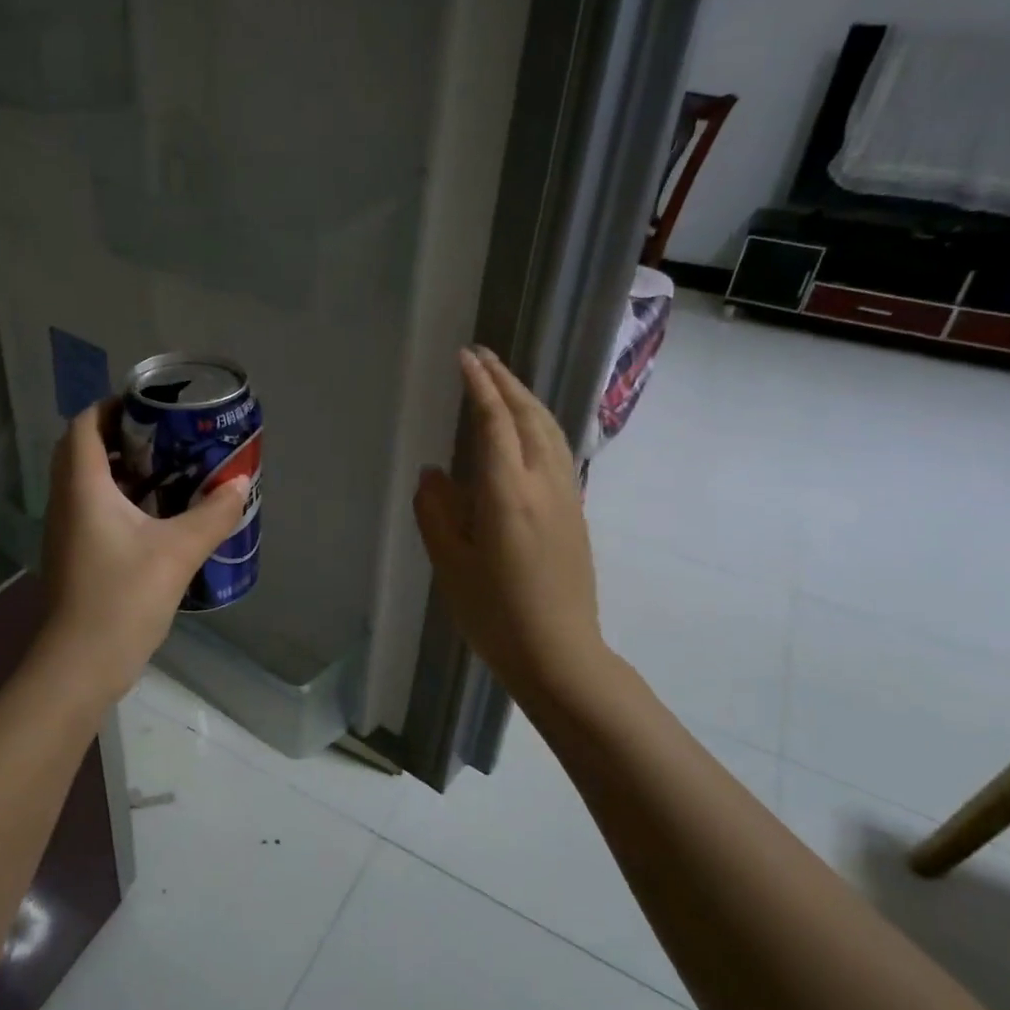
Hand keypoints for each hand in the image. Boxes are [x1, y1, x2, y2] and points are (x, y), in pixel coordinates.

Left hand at [39, 399, 251, 696]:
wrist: (81, 664)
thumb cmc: (123, 598)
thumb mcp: (178, 552)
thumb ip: (212, 515)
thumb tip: (240, 485)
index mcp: (83, 488)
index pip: (84, 426)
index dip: (110, 407)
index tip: (148, 405)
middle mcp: (66, 502)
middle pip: (83, 450)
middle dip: (120, 436)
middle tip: (164, 437)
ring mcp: (66, 531)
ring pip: (87, 482)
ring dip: (120, 469)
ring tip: (167, 471)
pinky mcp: (74, 556)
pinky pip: (92, 510)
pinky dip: (119, 499)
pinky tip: (156, 517)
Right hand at [414, 347, 612, 713]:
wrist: (560, 654)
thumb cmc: (495, 613)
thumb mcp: (450, 564)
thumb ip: (437, 512)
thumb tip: (433, 473)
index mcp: (507, 493)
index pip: (495, 422)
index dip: (479, 386)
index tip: (465, 357)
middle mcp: (543, 483)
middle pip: (528, 416)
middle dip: (505, 380)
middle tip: (482, 355)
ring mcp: (566, 495)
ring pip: (550, 429)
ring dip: (526, 397)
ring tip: (503, 380)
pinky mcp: (576, 511)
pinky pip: (557, 449)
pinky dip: (539, 422)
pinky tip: (528, 427)